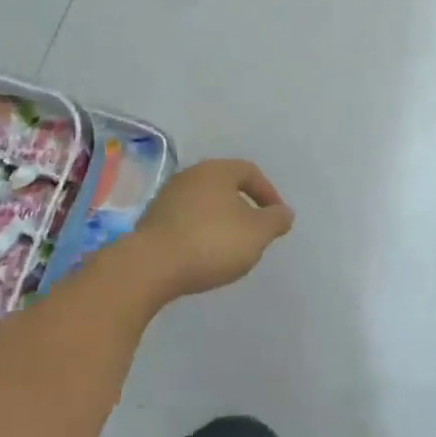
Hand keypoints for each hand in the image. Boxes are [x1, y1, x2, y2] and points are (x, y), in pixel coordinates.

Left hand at [122, 159, 293, 305]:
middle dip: (243, 207)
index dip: (268, 193)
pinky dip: (200, 232)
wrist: (150, 266)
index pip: (249, 172)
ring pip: (204, 203)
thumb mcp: (256, 234)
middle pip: (225, 185)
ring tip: (230, 247)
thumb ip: (275, 220)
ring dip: (220, 220)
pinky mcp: (152, 220)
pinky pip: (186, 220)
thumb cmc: (211, 242)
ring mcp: (167, 196)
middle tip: (254, 231)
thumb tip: (284, 212)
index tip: (276, 218)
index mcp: (217, 170)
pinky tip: (203, 254)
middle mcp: (191, 175)